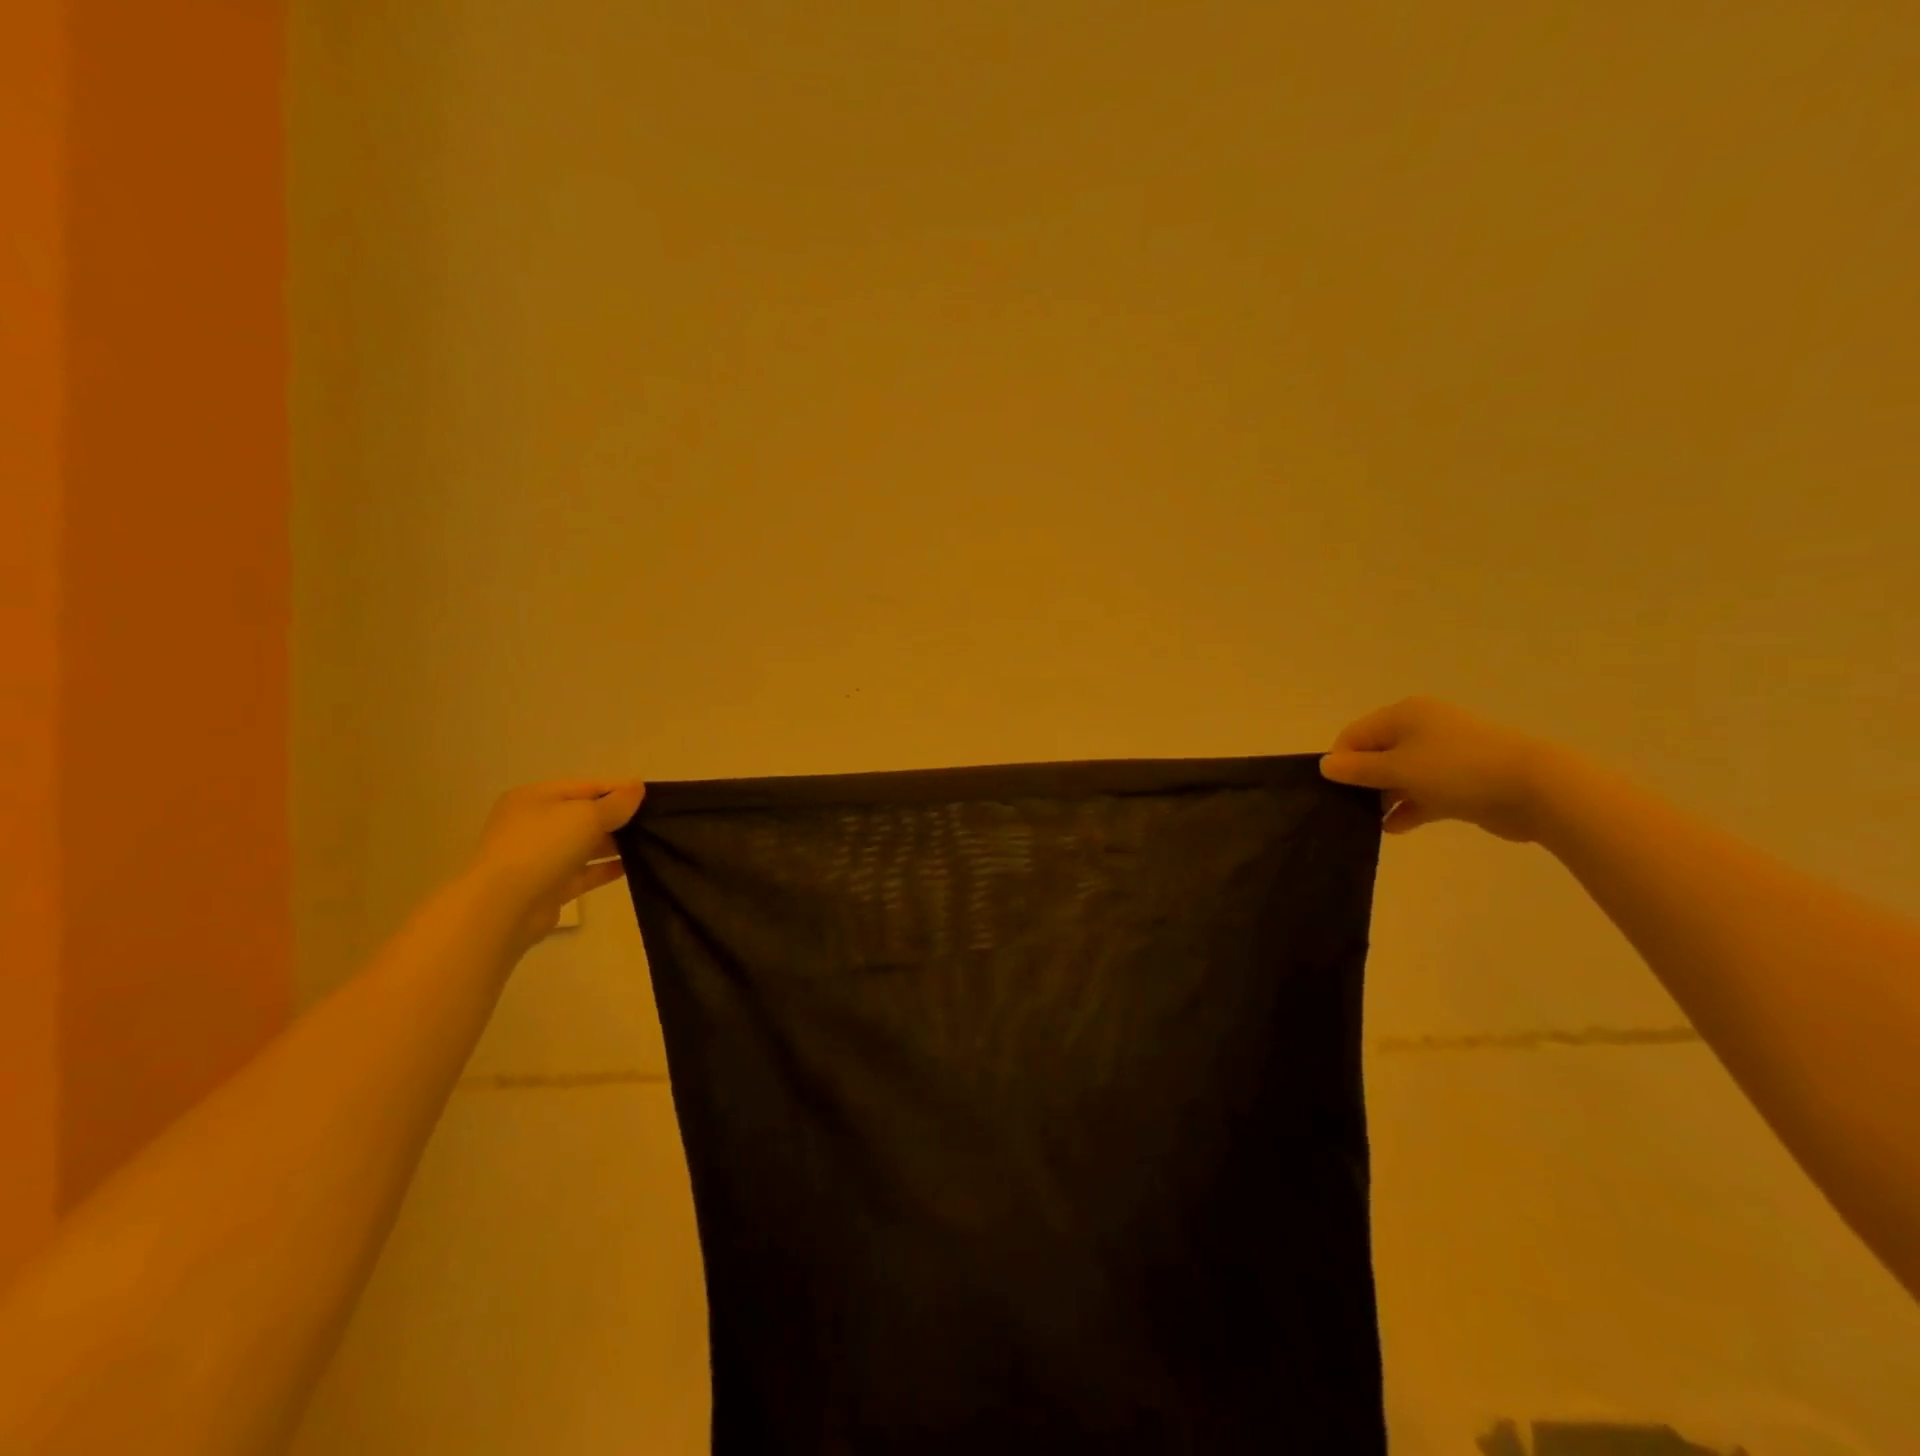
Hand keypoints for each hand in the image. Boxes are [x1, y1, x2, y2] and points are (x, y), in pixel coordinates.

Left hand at [462, 780, 646, 950]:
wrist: (504, 906)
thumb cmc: (543, 846)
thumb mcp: (586, 815)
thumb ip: (616, 803)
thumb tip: (638, 787)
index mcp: (535, 798)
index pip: (586, 787)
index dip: (619, 790)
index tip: (652, 798)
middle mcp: (534, 824)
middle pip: (585, 816)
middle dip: (618, 818)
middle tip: (656, 822)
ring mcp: (540, 857)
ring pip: (585, 845)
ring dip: (615, 844)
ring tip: (652, 843)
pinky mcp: (549, 886)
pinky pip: (584, 873)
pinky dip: (606, 869)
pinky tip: (634, 866)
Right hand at [1319, 697, 1561, 842]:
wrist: (1534, 789)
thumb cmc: (1456, 770)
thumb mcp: (1398, 768)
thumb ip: (1358, 769)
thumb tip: (1325, 765)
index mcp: (1404, 715)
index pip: (1355, 735)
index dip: (1340, 761)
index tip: (1333, 791)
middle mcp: (1422, 729)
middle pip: (1376, 754)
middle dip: (1361, 781)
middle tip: (1346, 809)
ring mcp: (1444, 756)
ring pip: (1400, 776)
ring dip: (1383, 797)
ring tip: (1367, 823)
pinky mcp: (1461, 782)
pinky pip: (1423, 793)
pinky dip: (1407, 808)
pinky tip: (1393, 828)